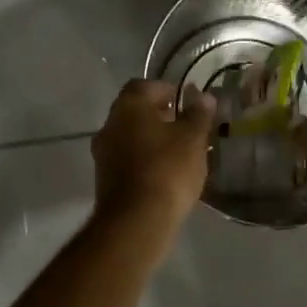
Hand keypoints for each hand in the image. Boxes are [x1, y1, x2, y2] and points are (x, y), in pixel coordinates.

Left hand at [91, 79, 215, 230]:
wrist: (136, 220)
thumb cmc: (167, 169)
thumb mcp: (193, 139)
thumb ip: (198, 115)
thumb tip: (203, 96)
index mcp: (128, 107)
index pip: (144, 86)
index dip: (166, 90)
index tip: (186, 101)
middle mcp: (109, 125)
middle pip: (135, 112)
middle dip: (159, 116)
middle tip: (186, 126)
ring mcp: (103, 154)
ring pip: (130, 137)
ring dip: (151, 139)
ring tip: (179, 152)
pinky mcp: (105, 180)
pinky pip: (127, 160)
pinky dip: (144, 160)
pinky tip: (165, 173)